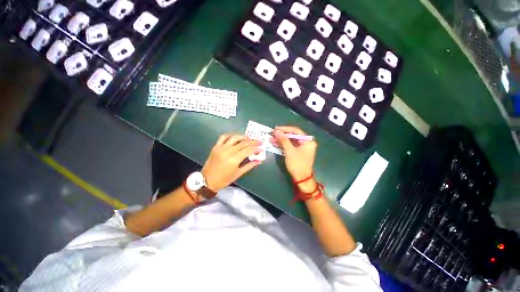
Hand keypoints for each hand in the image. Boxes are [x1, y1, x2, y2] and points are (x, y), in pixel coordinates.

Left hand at [202, 134, 262, 191]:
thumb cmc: (224, 179)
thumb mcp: (238, 173)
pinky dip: (230, 135)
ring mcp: (221, 148)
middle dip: (253, 141)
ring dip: (243, 137)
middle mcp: (229, 151)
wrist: (207, 180)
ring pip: (234, 138)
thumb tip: (259, 161)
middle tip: (258, 141)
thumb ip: (249, 166)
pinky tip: (235, 137)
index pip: (248, 150)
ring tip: (248, 138)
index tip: (261, 146)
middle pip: (243, 143)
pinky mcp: (216, 146)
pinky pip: (223, 137)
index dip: (256, 147)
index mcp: (235, 159)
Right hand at [271, 126, 316, 181]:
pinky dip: (283, 145)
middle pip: (293, 135)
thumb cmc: (297, 164)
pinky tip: (275, 143)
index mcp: (308, 141)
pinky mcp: (298, 151)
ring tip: (271, 138)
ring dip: (281, 140)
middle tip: (272, 133)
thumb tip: (277, 131)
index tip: (276, 128)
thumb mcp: (289, 151)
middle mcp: (306, 142)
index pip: (295, 131)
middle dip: (282, 135)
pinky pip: (290, 146)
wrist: (301, 178)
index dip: (285, 129)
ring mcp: (302, 147)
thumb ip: (283, 140)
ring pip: (290, 141)